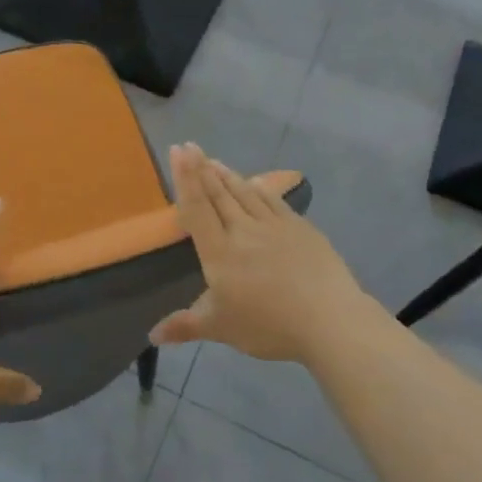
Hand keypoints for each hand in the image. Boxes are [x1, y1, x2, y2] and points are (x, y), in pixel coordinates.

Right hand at [150, 144, 370, 363]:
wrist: (329, 320)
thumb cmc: (268, 325)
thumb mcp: (220, 328)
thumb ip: (185, 326)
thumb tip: (152, 336)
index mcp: (219, 252)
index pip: (197, 208)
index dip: (186, 179)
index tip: (178, 151)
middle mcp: (243, 231)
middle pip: (218, 194)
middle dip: (201, 168)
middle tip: (189, 146)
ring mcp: (274, 226)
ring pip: (244, 192)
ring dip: (226, 174)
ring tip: (213, 160)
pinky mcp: (300, 228)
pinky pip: (273, 200)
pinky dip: (258, 187)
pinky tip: (254, 181)